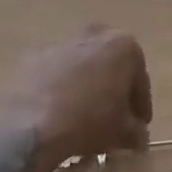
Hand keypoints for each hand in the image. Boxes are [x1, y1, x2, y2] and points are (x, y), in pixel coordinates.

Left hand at [0, 26, 151, 171]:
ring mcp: (60, 43)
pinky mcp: (33, 57)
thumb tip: (137, 136)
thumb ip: (135, 131)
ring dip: (86, 88)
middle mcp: (93, 35)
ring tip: (83, 119)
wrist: (30, 123)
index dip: (141, 105)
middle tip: (113, 116)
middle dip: (113, 89)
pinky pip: (55, 74)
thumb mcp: (122, 133)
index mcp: (123, 46)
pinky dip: (59, 89)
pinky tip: (57, 114)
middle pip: (110, 66)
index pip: (140, 79)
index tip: (140, 125)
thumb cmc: (88, 121)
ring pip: (82, 67)